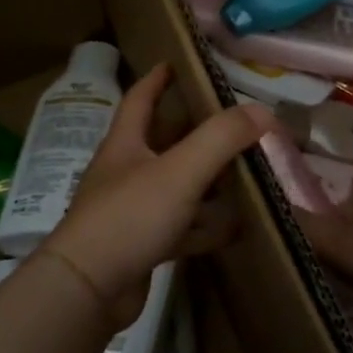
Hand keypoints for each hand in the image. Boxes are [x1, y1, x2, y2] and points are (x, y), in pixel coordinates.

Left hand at [42, 64, 276, 330]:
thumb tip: (263, 111)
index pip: (140, 99)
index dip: (157, 79)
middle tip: (232, 123)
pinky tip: (234, 228)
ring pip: (176, 187)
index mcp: (126, 144)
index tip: (176, 63)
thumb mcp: (180, 170)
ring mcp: (132, 212)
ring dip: (206, 181)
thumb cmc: (129, 217)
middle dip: (195, 131)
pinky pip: (181, 228)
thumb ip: (221, 138)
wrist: (88, 289)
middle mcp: (126, 173)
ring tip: (244, 173)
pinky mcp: (141, 246)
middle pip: (163, 143)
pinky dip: (206, 226)